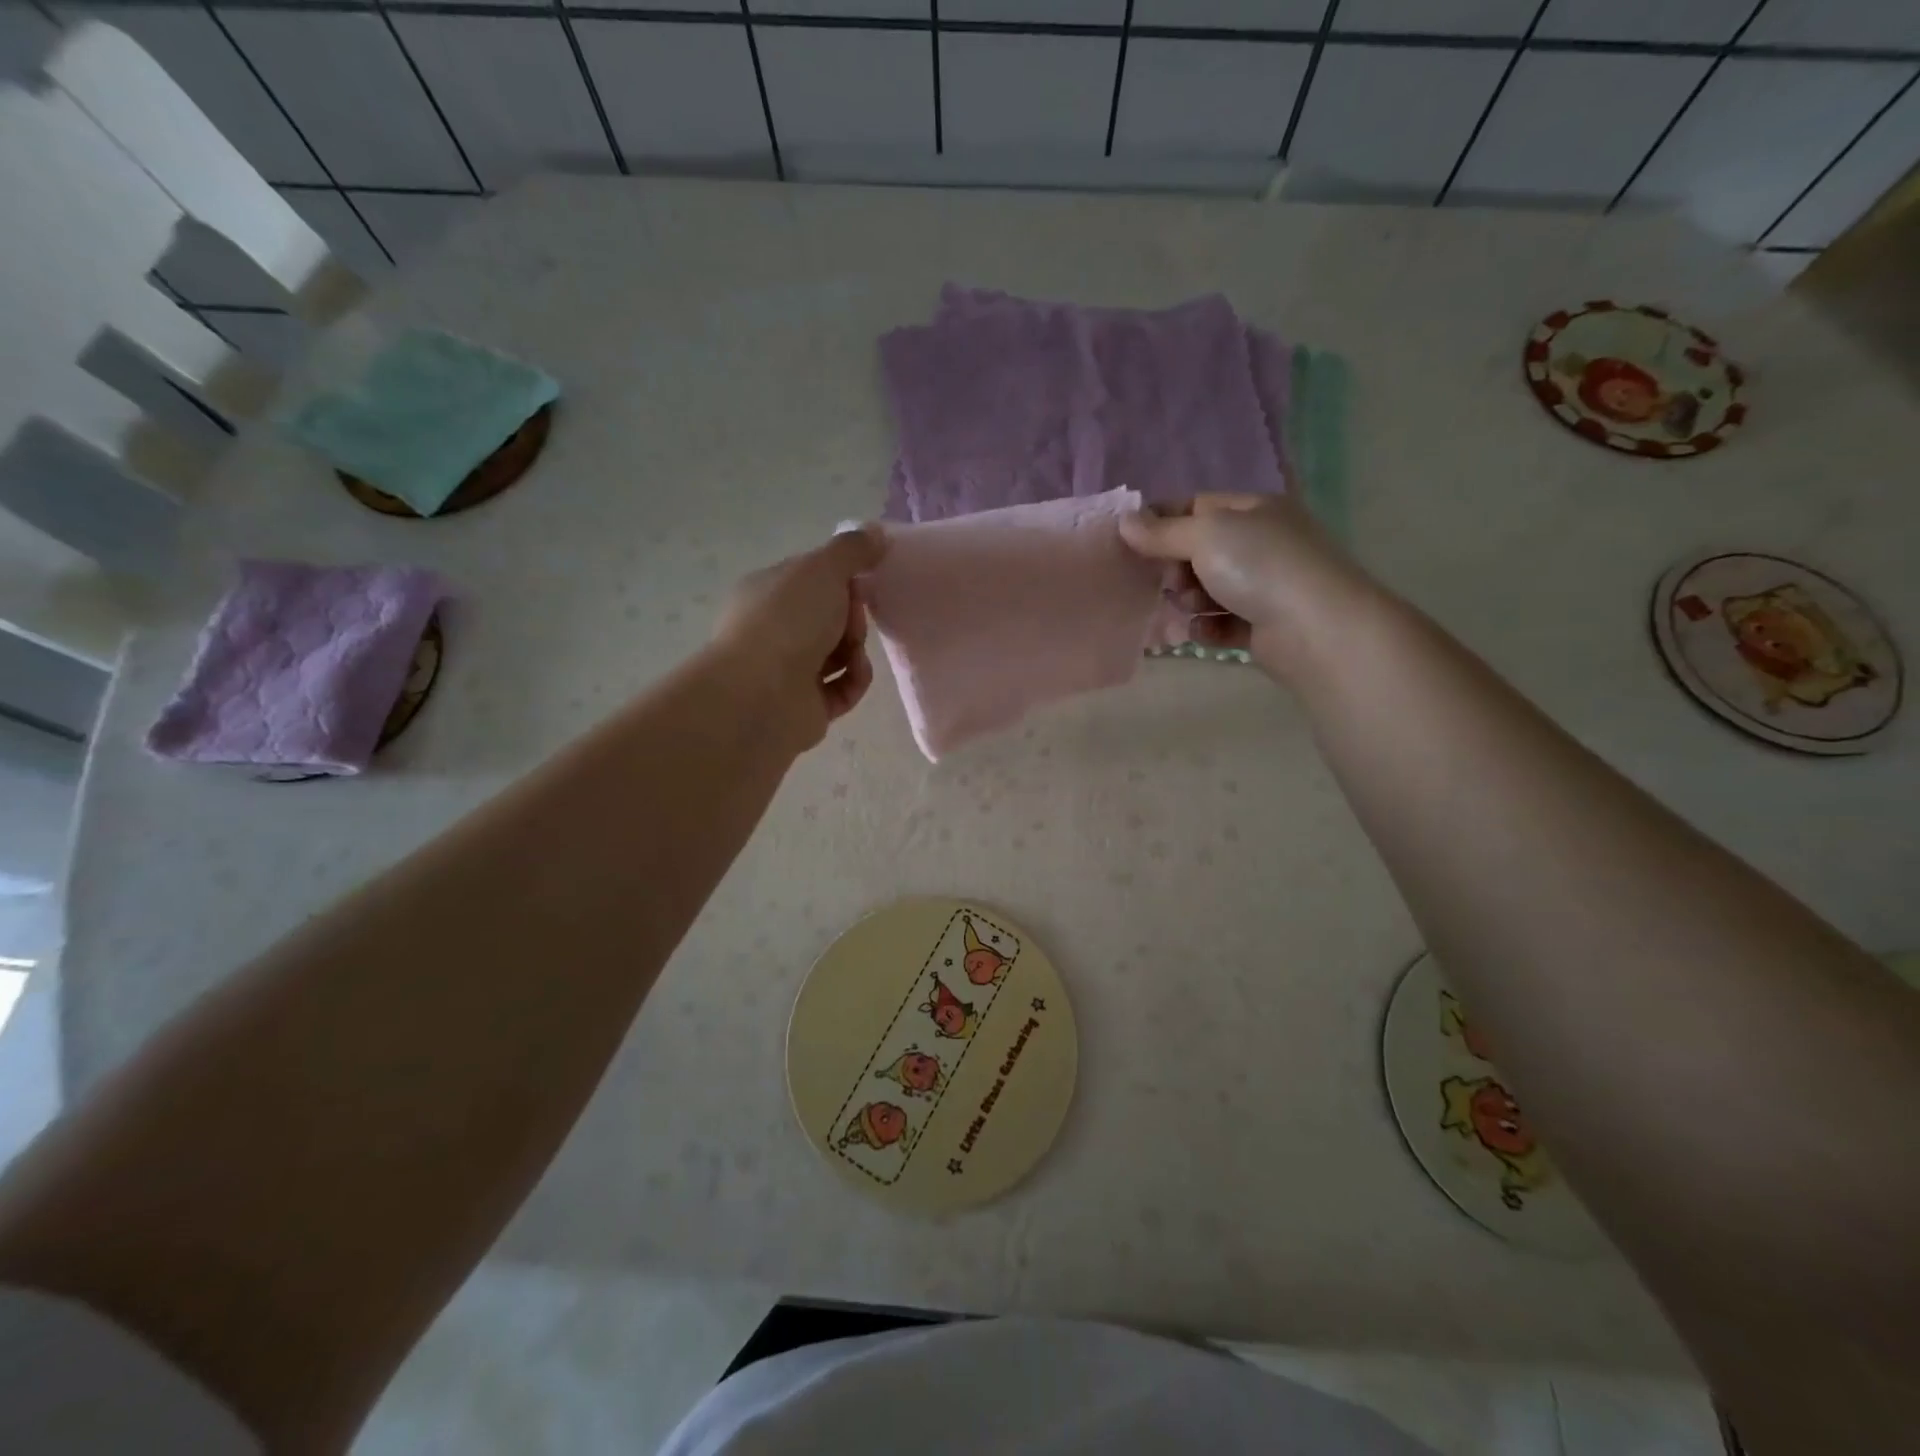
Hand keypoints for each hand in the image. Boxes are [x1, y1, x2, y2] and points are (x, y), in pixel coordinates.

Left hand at [713, 525, 886, 749]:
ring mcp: (787, 671)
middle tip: (852, 618)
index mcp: (767, 591)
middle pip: (829, 616)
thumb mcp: (822, 568)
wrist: (762, 695)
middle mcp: (773, 629)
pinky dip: (855, 680)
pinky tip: (855, 674)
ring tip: (853, 652)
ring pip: (838, 653)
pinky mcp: (806, 706)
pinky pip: (843, 688)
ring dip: (855, 649)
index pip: (810, 578)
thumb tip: (877, 533)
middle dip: (851, 615)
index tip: (861, 580)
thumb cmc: (787, 621)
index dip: (841, 577)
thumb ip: (852, 549)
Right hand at [1119, 494, 1377, 678]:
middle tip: (1169, 582)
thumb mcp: (1206, 535)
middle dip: (1175, 568)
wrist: (1318, 630)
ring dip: (1190, 602)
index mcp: (1255, 510)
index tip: (1132, 543)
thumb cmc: (1261, 567)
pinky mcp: (1265, 626)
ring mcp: (1266, 586)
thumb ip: (1162, 531)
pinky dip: (1208, 629)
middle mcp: (1262, 543)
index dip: (1162, 522)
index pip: (1197, 506)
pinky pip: (1223, 624)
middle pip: (1200, 551)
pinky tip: (1204, 634)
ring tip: (1191, 610)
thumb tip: (1125, 521)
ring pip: (1208, 590)